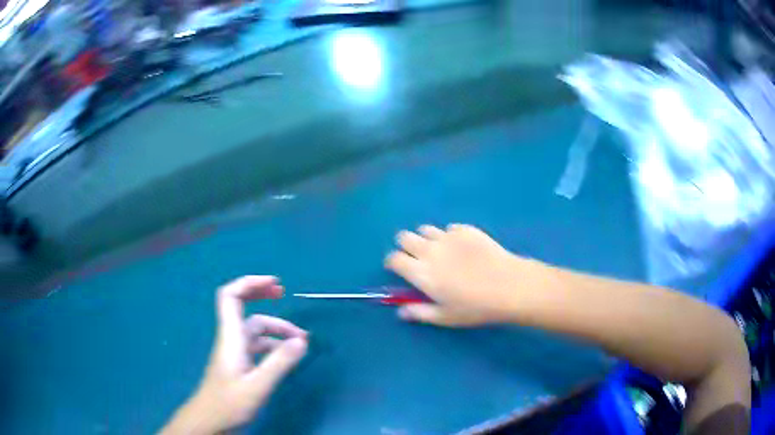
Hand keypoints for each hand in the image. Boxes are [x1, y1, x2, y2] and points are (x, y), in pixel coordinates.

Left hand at [162, 276, 307, 434]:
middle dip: (262, 297)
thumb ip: (279, 363)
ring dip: (276, 330)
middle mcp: (231, 339)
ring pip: (255, 330)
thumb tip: (302, 341)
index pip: (231, 297)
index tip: (274, 284)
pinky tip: (287, 356)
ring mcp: (235, 351)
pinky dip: (273, 345)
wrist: (210, 421)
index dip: (249, 283)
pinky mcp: (239, 363)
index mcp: (231, 337)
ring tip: (301, 341)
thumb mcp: (257, 386)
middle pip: (244, 308)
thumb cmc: (229, 404)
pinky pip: (257, 346)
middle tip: (284, 293)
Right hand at [386, 224, 537, 326]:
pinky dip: (449, 236)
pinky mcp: (466, 229)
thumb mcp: (445, 317)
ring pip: (425, 229)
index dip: (393, 263)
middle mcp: (430, 250)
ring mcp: (448, 237)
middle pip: (404, 237)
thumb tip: (400, 311)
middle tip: (418, 259)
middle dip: (406, 246)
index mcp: (421, 273)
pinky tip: (463, 249)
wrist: (509, 286)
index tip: (400, 269)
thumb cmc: (475, 307)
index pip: (394, 258)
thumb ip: (419, 312)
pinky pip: (449, 228)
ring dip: (426, 239)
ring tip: (440, 252)